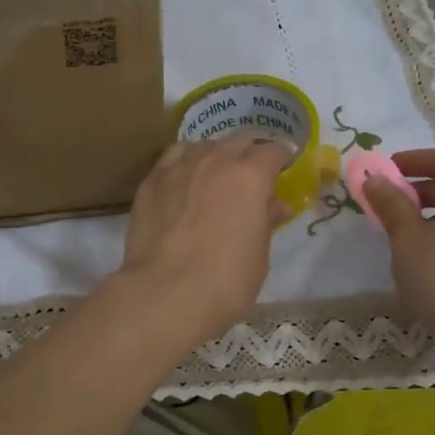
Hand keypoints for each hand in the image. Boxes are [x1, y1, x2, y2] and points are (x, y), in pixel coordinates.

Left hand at [113, 137, 292, 347]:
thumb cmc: (225, 280)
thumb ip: (267, 221)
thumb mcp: (259, 255)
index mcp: (250, 176)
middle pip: (238, 141)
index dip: (281, 158)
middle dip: (248, 153)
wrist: (165, 292)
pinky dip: (184, 163)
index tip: (283, 168)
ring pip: (203, 145)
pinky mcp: (151, 181)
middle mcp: (216, 160)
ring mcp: (179, 166)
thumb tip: (277, 205)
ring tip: (214, 175)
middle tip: (250, 176)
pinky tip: (183, 180)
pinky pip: (173, 158)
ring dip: (215, 155)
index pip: (273, 151)